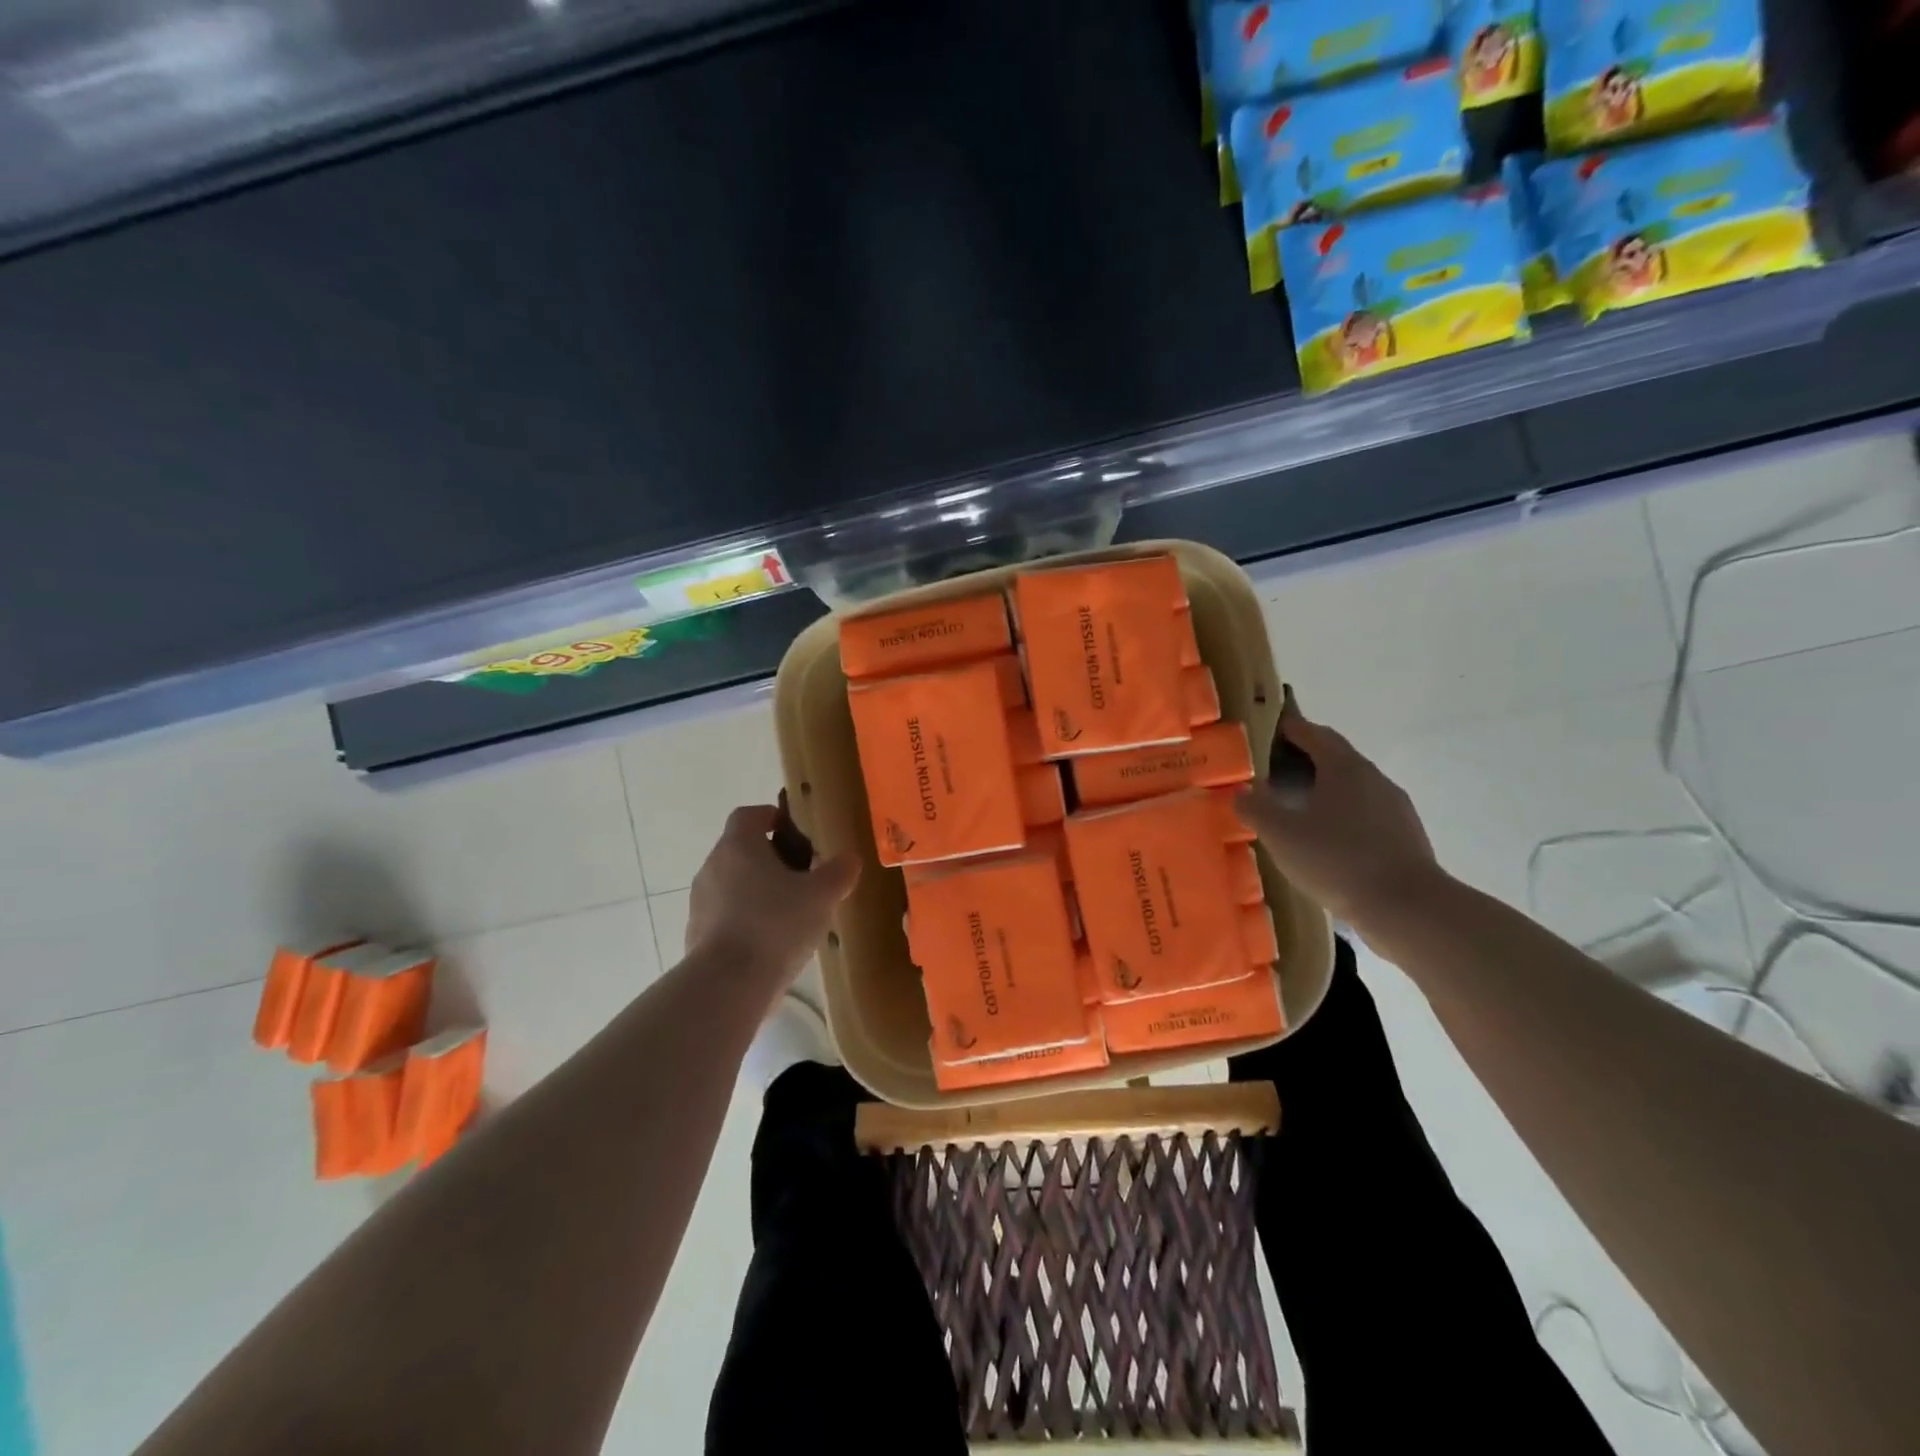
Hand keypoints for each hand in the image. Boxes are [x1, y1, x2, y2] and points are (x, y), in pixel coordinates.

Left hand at [686, 803, 860, 996]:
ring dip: (757, 890)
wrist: (728, 985)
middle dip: (769, 857)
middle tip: (801, 874)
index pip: (748, 815)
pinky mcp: (697, 935)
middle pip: (740, 850)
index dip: (770, 817)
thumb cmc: (776, 924)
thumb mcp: (821, 895)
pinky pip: (725, 916)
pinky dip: (745, 920)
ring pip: (732, 884)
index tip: (792, 830)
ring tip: (789, 911)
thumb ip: (838, 872)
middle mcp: (713, 866)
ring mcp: (700, 902)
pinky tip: (770, 942)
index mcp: (738, 846)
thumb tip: (850, 858)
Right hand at [1235, 694, 1442, 937]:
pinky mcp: (1405, 836)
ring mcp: (1394, 807)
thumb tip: (1241, 791)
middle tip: (1274, 771)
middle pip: (1335, 757)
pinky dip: (1343, 816)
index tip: (1268, 729)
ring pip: (1353, 787)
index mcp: (1343, 767)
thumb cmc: (1337, 860)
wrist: (1406, 907)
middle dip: (1306, 758)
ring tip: (1297, 808)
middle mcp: (1373, 777)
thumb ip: (1255, 808)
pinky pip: (1366, 814)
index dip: (1289, 728)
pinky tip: (1328, 841)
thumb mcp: (1281, 834)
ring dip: (1326, 789)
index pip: (1313, 733)